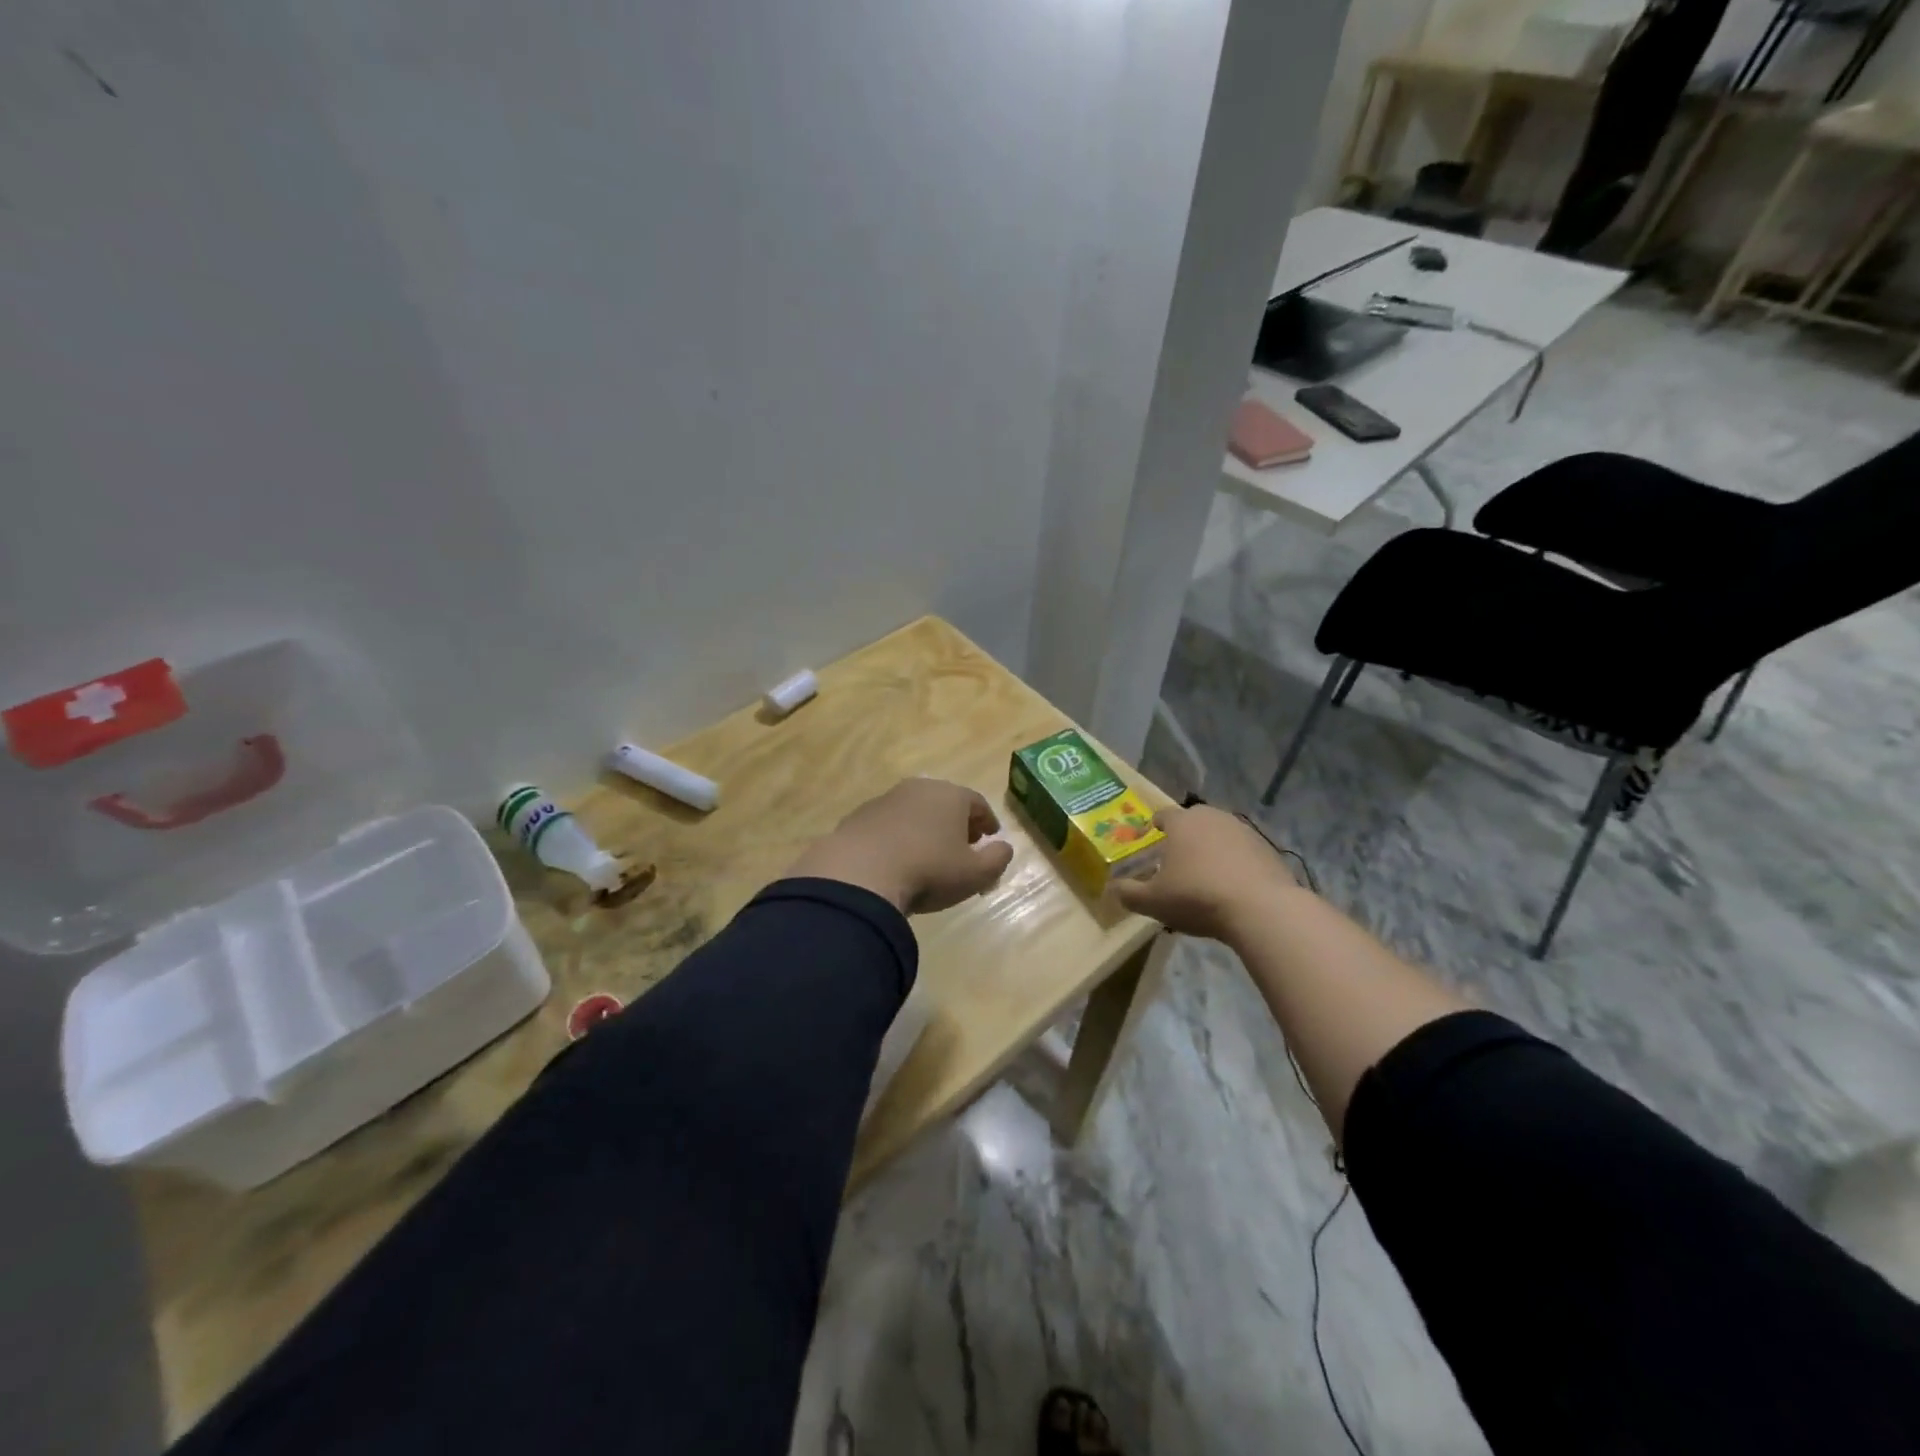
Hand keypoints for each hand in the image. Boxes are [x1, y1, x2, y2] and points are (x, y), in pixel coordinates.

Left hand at [787, 778, 1014, 914]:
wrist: (860, 875)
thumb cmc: (928, 871)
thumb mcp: (975, 874)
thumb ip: (997, 859)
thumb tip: (1004, 847)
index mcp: (950, 795)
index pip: (977, 803)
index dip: (987, 821)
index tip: (991, 837)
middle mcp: (918, 789)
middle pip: (945, 802)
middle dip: (957, 822)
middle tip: (963, 844)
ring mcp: (885, 800)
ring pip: (915, 811)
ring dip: (926, 828)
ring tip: (929, 853)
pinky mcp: (858, 816)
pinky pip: (888, 824)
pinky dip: (898, 836)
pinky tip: (897, 859)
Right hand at [1110, 804, 1302, 941]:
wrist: (1260, 909)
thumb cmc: (1197, 898)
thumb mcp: (1153, 902)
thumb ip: (1128, 893)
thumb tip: (1113, 888)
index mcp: (1181, 823)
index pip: (1163, 814)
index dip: (1155, 825)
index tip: (1152, 837)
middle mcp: (1212, 818)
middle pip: (1194, 820)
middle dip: (1185, 835)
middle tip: (1179, 857)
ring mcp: (1243, 830)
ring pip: (1220, 833)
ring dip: (1212, 847)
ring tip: (1207, 873)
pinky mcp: (1267, 848)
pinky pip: (1243, 850)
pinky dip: (1236, 861)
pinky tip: (1234, 885)